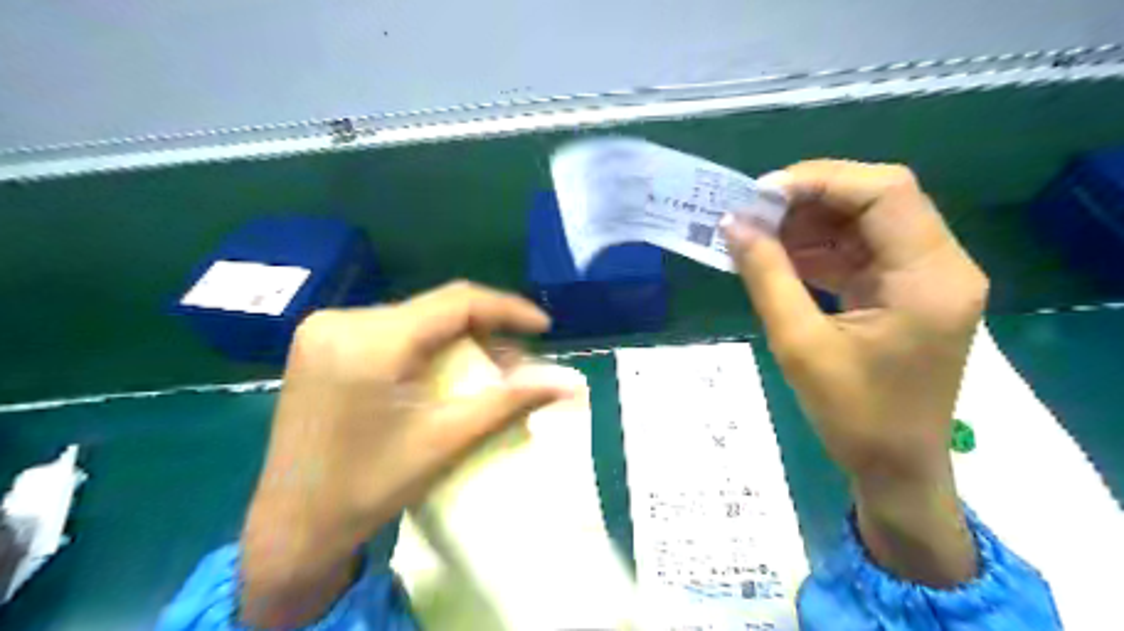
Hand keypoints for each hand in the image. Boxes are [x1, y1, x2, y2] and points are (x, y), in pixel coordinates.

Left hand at [237, 284, 571, 627]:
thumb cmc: (369, 488)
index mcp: (371, 342)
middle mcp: (343, 320)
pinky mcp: (321, 342)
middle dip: (484, 332)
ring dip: (458, 340)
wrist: (292, 525)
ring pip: (416, 318)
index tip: (544, 327)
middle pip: (436, 310)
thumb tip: (569, 382)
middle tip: (516, 365)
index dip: (507, 309)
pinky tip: (444, 372)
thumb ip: (509, 402)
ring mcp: (325, 328)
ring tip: (487, 373)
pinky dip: (428, 346)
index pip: (456, 302)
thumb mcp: (445, 441)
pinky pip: (393, 330)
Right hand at [724, 161, 984, 585]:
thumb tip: (732, 224)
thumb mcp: (799, 344)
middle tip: (752, 212)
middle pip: (878, 199)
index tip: (761, 194)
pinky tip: (778, 257)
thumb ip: (766, 277)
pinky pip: (859, 251)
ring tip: (756, 233)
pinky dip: (817, 249)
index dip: (820, 180)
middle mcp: (940, 265)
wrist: (895, 468)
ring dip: (809, 223)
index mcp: (931, 277)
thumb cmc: (854, 416)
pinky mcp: (904, 291)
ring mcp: (924, 277)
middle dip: (810, 199)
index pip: (886, 193)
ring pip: (865, 222)